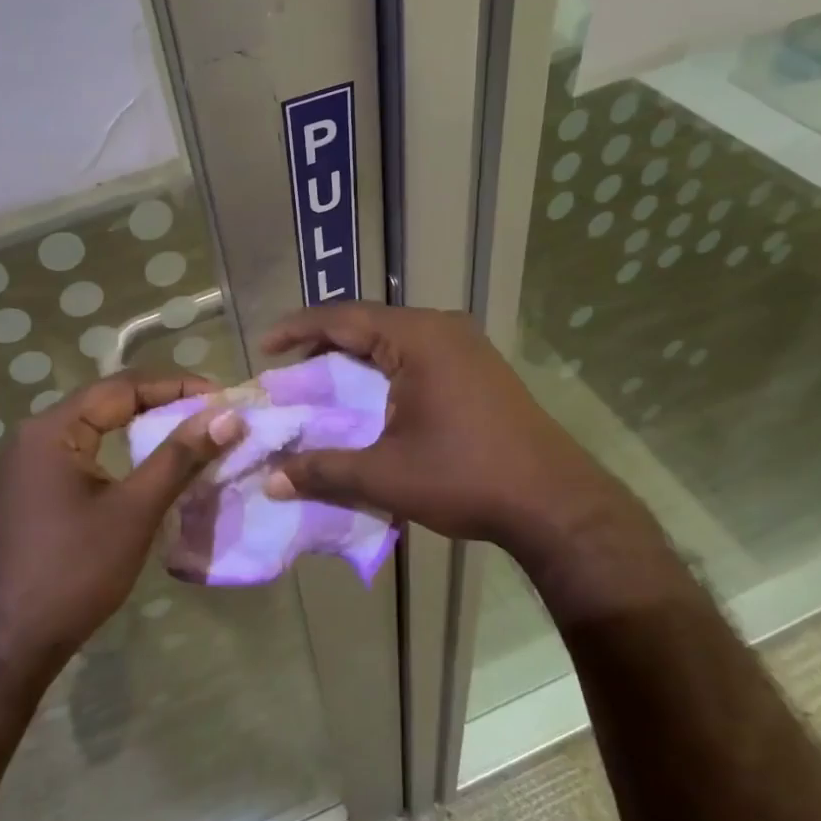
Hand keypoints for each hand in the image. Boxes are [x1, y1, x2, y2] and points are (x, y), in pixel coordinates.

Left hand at [0, 371, 242, 669]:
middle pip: (108, 403)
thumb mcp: (134, 510)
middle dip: (163, 405)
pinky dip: (123, 455)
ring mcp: (30, 465)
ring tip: (192, 437)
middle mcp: (35, 436)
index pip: (122, 387)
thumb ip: (180, 457)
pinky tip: (152, 469)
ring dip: (144, 430)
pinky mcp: (34, 491)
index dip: (177, 386)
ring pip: (98, 431)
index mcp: (52, 429)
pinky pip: (86, 456)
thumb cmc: (74, 570)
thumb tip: (227, 416)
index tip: (222, 398)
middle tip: (212, 416)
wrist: (9, 642)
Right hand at [262, 305, 642, 555]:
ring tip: (323, 386)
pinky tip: (371, 399)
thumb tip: (270, 481)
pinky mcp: (479, 368)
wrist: (555, 503)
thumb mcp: (385, 475)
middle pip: (368, 324)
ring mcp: (467, 346)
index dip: (297, 329)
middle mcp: (442, 329)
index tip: (264, 347)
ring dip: (356, 359)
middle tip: (290, 373)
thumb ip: (323, 470)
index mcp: (418, 338)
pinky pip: (418, 355)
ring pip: (394, 340)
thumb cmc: (466, 478)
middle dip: (324, 346)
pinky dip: (384, 371)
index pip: (342, 317)